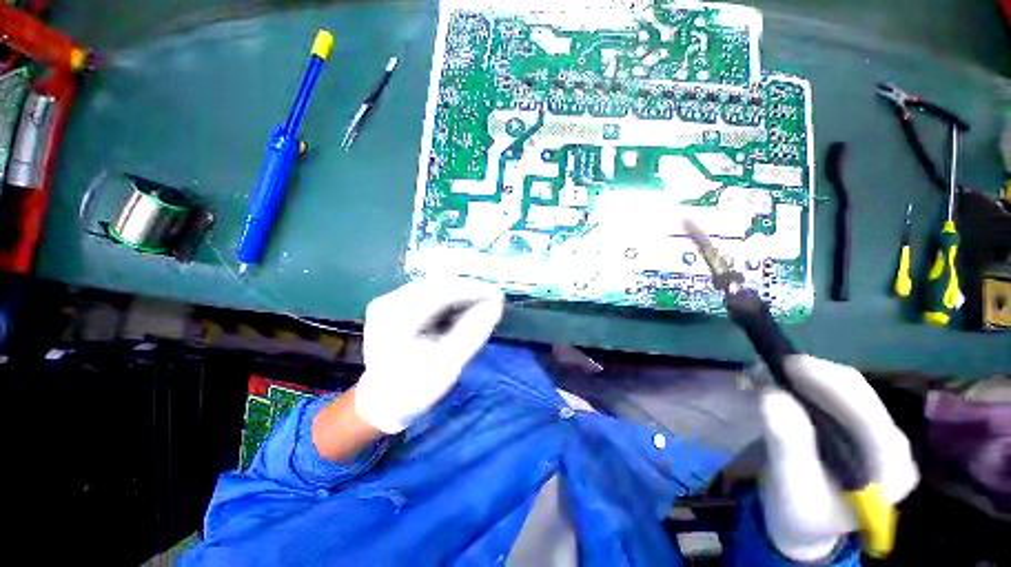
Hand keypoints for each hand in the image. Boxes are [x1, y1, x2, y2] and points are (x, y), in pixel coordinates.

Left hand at [354, 277, 504, 433]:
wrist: (381, 403)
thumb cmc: (413, 389)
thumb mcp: (446, 365)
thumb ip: (472, 332)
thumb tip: (495, 305)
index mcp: (396, 319)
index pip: (442, 292)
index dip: (473, 291)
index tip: (498, 296)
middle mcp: (389, 303)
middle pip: (437, 286)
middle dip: (468, 291)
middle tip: (494, 300)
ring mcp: (389, 302)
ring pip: (434, 289)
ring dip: (460, 295)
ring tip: (482, 305)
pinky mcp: (394, 306)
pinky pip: (428, 296)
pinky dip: (448, 301)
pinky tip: (461, 310)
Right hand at [759, 355, 918, 560]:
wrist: (805, 522)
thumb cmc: (801, 512)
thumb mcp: (791, 488)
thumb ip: (787, 445)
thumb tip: (771, 395)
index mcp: (891, 472)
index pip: (868, 417)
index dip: (831, 385)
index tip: (788, 365)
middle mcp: (893, 447)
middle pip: (859, 395)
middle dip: (814, 376)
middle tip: (770, 366)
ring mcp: (878, 434)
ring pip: (846, 389)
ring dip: (807, 377)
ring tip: (769, 374)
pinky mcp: (860, 426)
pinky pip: (836, 393)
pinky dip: (806, 384)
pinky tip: (782, 383)